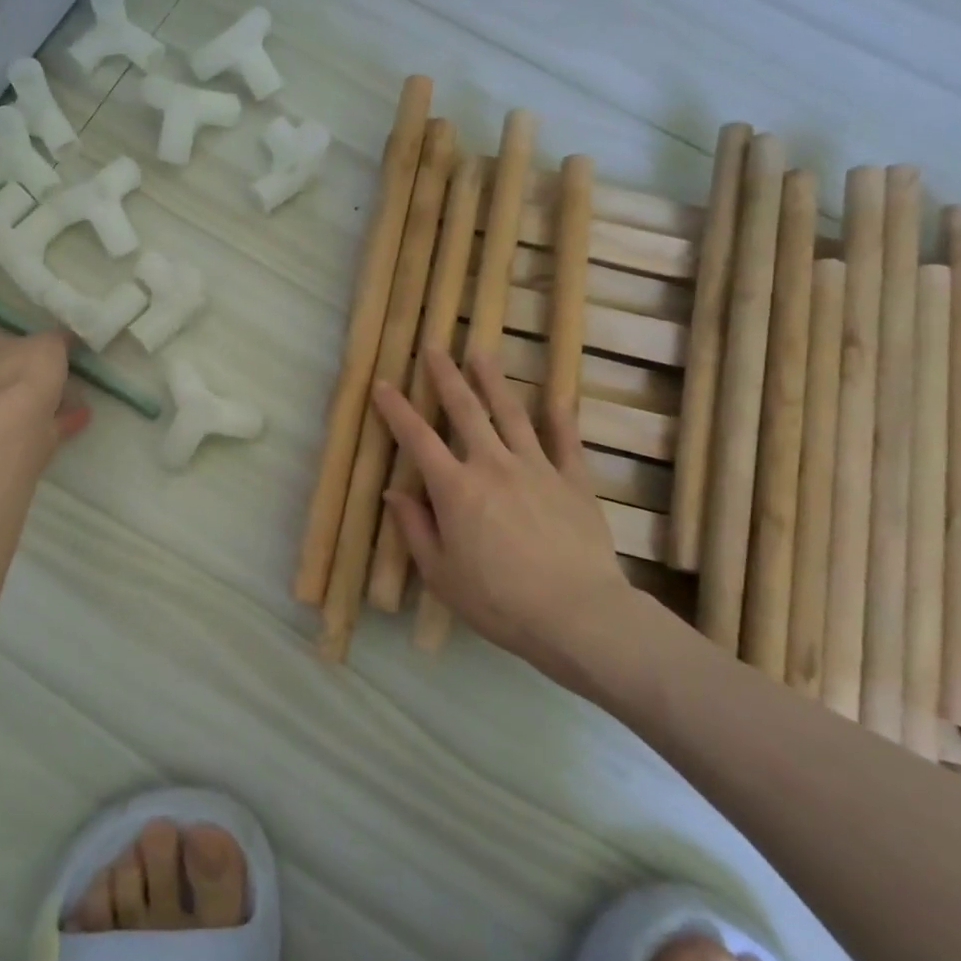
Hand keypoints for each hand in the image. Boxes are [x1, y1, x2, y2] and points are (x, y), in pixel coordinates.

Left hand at [0, 321, 89, 444]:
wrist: (16, 429)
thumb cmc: (21, 372)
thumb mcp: (48, 345)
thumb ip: (54, 339)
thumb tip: (62, 336)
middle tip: (26, 364)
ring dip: (20, 398)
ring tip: (62, 395)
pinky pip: (18, 424)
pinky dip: (44, 421)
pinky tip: (77, 417)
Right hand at [372, 345, 640, 692]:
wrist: (577, 614)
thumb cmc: (498, 601)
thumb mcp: (441, 574)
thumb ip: (415, 529)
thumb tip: (395, 493)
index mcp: (455, 489)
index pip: (418, 439)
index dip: (397, 410)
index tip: (383, 384)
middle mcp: (493, 466)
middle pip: (466, 411)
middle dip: (447, 376)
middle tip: (436, 346)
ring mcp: (537, 468)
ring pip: (512, 414)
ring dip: (494, 381)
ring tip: (482, 353)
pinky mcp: (574, 482)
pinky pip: (566, 442)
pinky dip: (560, 418)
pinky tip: (557, 397)